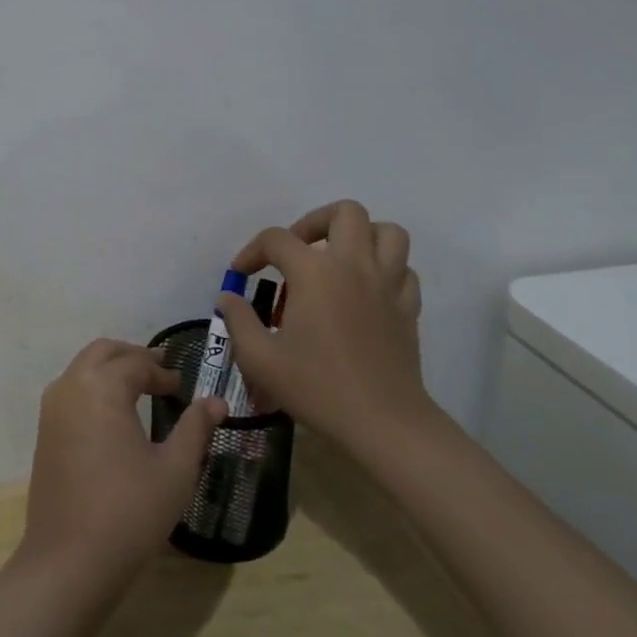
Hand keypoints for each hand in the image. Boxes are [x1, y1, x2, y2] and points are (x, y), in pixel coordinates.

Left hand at [19, 339, 226, 594]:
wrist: (69, 559)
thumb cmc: (129, 511)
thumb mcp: (175, 470)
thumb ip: (195, 428)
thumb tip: (216, 402)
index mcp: (102, 386)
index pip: (136, 363)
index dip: (162, 371)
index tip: (182, 386)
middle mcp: (71, 386)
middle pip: (103, 352)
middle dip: (132, 356)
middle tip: (160, 371)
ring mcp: (52, 408)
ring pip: (82, 368)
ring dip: (110, 368)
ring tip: (139, 387)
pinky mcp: (44, 431)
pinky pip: (70, 390)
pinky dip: (92, 386)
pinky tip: (113, 413)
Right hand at [218, 200, 434, 454]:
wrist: (383, 423)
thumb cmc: (317, 387)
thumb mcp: (260, 358)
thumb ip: (238, 320)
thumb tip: (227, 297)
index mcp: (315, 273)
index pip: (276, 239)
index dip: (252, 251)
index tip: (241, 274)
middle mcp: (354, 266)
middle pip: (344, 213)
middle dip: (314, 222)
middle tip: (297, 251)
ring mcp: (388, 284)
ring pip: (386, 231)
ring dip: (360, 236)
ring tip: (337, 259)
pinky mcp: (408, 306)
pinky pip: (403, 268)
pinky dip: (384, 268)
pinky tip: (365, 290)